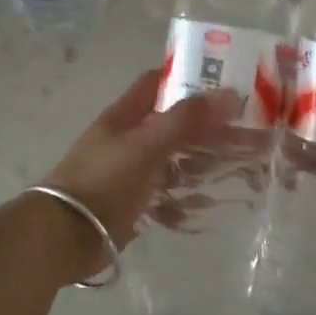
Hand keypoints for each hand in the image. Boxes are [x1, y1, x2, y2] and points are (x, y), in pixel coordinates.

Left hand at [43, 70, 238, 252]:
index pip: (157, 83)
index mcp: (126, 116)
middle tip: (251, 132)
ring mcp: (133, 173)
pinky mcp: (136, 204)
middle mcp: (130, 139)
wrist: (64, 237)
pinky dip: (191, 197)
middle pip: (176, 124)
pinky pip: (171, 195)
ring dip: (207, 161)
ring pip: (177, 160)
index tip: (224, 82)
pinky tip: (215, 203)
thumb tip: (229, 93)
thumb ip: (185, 119)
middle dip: (211, 127)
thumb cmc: (103, 181)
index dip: (187, 78)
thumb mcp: (146, 144)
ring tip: (245, 166)